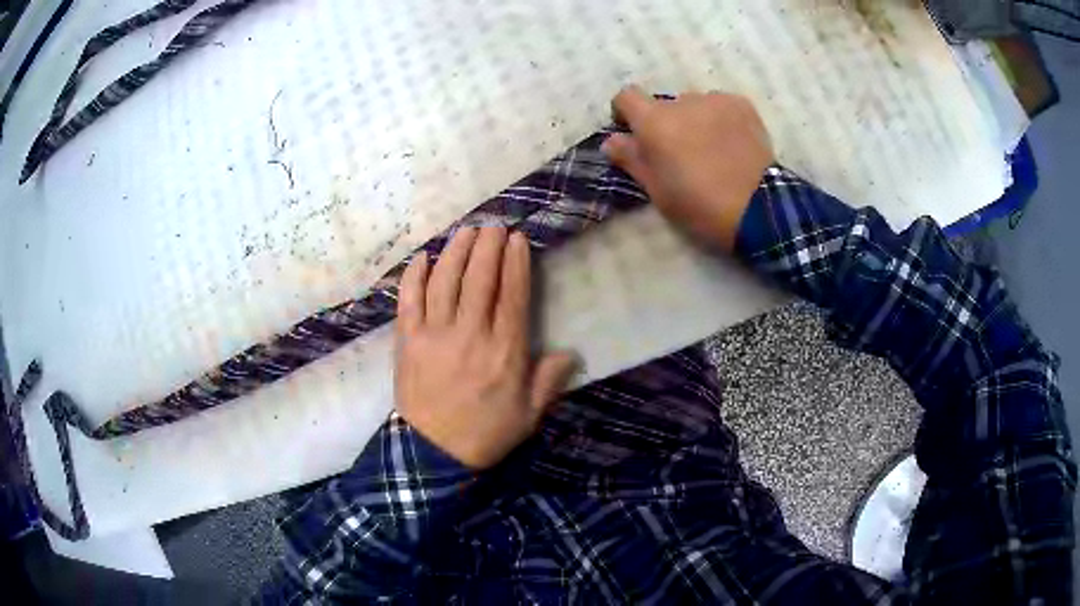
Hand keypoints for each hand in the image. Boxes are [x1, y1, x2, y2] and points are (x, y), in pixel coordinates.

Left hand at [394, 227, 575, 469]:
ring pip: (445, 281)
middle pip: (479, 279)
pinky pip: (409, 300)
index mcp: (504, 352)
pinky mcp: (407, 340)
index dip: (515, 263)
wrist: (433, 454)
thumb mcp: (528, 415)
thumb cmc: (485, 434)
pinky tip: (423, 258)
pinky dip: (415, 276)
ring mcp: (434, 335)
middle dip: (488, 246)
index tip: (517, 239)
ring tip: (466, 231)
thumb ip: (549, 381)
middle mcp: (470, 335)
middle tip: (494, 226)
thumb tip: (570, 353)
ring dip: (456, 251)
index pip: (512, 295)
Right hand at [602, 86, 774, 251]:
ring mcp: (715, 100)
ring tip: (712, 150)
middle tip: (681, 153)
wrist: (757, 208)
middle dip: (666, 123)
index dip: (625, 112)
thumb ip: (631, 159)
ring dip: (695, 120)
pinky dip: (720, 119)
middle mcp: (682, 101)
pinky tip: (731, 143)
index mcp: (654, 121)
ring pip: (694, 105)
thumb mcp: (657, 190)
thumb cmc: (699, 205)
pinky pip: (720, 106)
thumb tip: (611, 140)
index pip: (626, 96)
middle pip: (664, 105)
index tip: (633, 132)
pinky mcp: (741, 105)